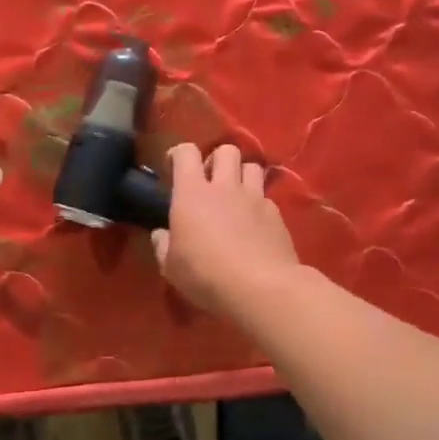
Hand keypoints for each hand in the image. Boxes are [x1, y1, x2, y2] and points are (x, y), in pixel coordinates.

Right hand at [152, 142, 299, 316]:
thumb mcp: (171, 267)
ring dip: (241, 175)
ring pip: (252, 166)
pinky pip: (266, 197)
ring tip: (234, 196)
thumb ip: (164, 246)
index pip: (186, 153)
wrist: (261, 288)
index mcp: (192, 194)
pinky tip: (253, 224)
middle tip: (208, 182)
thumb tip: (161, 235)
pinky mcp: (277, 215)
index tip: (173, 167)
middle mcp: (225, 187)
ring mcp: (255, 198)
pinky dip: (258, 204)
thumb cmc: (206, 275)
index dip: (178, 154)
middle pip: (226, 151)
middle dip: (216, 160)